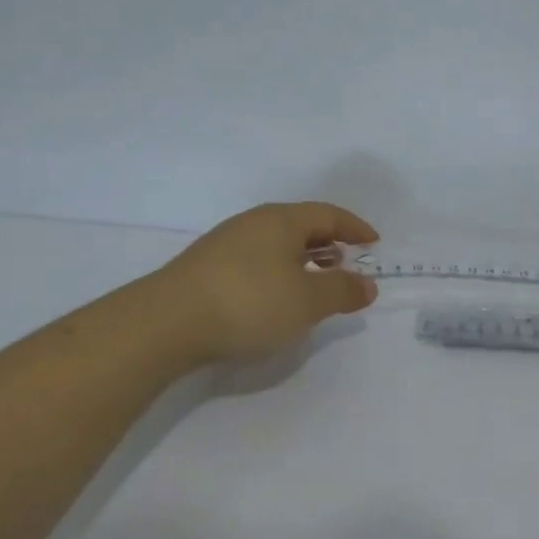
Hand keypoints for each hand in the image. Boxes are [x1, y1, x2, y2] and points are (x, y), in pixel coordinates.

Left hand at [150, 201, 378, 364]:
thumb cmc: (249, 303)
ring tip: (315, 282)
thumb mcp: (307, 301)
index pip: (328, 214)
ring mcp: (225, 244)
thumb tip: (368, 284)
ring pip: (276, 243)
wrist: (164, 324)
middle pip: (300, 225)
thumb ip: (342, 291)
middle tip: (347, 262)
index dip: (354, 227)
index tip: (374, 242)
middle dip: (328, 242)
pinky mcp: (205, 268)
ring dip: (302, 259)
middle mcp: (253, 224)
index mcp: (282, 220)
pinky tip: (275, 297)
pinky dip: (278, 271)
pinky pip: (256, 260)